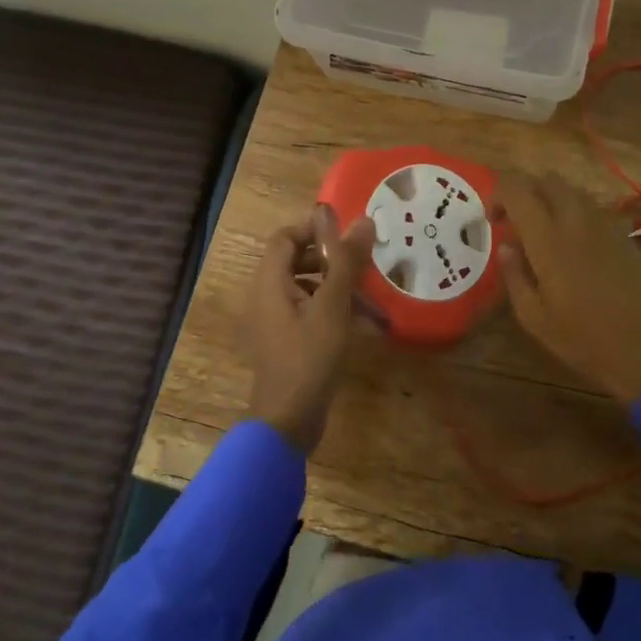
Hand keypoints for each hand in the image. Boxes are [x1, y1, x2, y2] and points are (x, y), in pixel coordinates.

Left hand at [246, 205, 376, 454]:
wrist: (289, 420)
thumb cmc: (308, 357)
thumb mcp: (333, 306)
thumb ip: (346, 262)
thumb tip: (362, 220)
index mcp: (270, 282)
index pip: (285, 237)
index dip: (314, 228)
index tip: (348, 232)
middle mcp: (268, 297)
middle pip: (297, 261)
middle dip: (332, 258)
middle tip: (365, 259)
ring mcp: (277, 322)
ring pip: (308, 288)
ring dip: (338, 285)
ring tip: (372, 292)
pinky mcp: (289, 342)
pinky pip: (311, 312)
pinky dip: (335, 310)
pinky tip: (366, 322)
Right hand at [495, 172, 640, 406]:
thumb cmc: (583, 340)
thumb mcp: (534, 318)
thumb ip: (514, 276)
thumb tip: (505, 247)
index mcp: (549, 240)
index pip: (518, 189)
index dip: (498, 194)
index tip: (492, 220)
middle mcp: (577, 221)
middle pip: (547, 180)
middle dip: (525, 191)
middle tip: (514, 222)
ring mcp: (605, 225)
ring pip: (572, 190)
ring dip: (550, 200)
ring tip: (542, 233)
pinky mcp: (624, 235)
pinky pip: (592, 208)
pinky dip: (573, 213)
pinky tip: (572, 246)